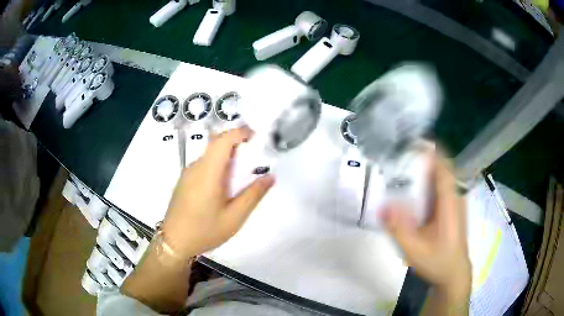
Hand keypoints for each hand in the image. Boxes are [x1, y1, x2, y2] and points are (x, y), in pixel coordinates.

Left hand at [160, 127, 274, 259]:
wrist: (174, 242)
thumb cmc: (204, 231)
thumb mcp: (234, 217)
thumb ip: (253, 195)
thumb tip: (270, 177)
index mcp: (208, 172)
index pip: (223, 139)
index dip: (241, 132)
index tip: (257, 138)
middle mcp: (196, 167)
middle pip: (216, 143)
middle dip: (237, 143)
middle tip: (254, 157)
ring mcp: (188, 173)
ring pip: (210, 153)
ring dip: (227, 154)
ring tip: (242, 173)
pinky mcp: (185, 180)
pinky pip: (204, 164)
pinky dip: (218, 164)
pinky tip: (224, 184)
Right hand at [384, 153, 470, 293]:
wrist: (453, 273)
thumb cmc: (438, 261)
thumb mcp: (415, 250)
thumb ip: (399, 229)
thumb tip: (382, 206)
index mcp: (450, 202)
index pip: (443, 166)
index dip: (430, 150)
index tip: (410, 141)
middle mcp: (455, 196)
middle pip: (441, 166)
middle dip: (421, 158)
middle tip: (397, 157)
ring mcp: (454, 201)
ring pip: (440, 176)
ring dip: (423, 169)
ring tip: (400, 170)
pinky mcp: (451, 207)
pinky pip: (439, 186)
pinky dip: (426, 181)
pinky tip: (411, 191)